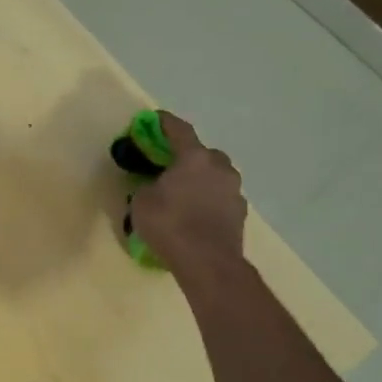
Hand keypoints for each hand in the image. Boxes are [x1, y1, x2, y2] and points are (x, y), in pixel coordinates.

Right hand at [131, 112, 249, 280]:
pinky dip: (208, 201)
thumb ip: (147, 186)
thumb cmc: (170, 224)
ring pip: (214, 177)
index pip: (179, 130)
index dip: (165, 122)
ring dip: (200, 181)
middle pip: (202, 153)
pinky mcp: (240, 213)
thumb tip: (155, 186)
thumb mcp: (141, 202)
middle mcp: (219, 167)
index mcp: (194, 157)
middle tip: (169, 168)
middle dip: (187, 157)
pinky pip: (220, 199)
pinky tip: (195, 216)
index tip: (154, 119)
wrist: (208, 262)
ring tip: (182, 196)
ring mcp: (234, 191)